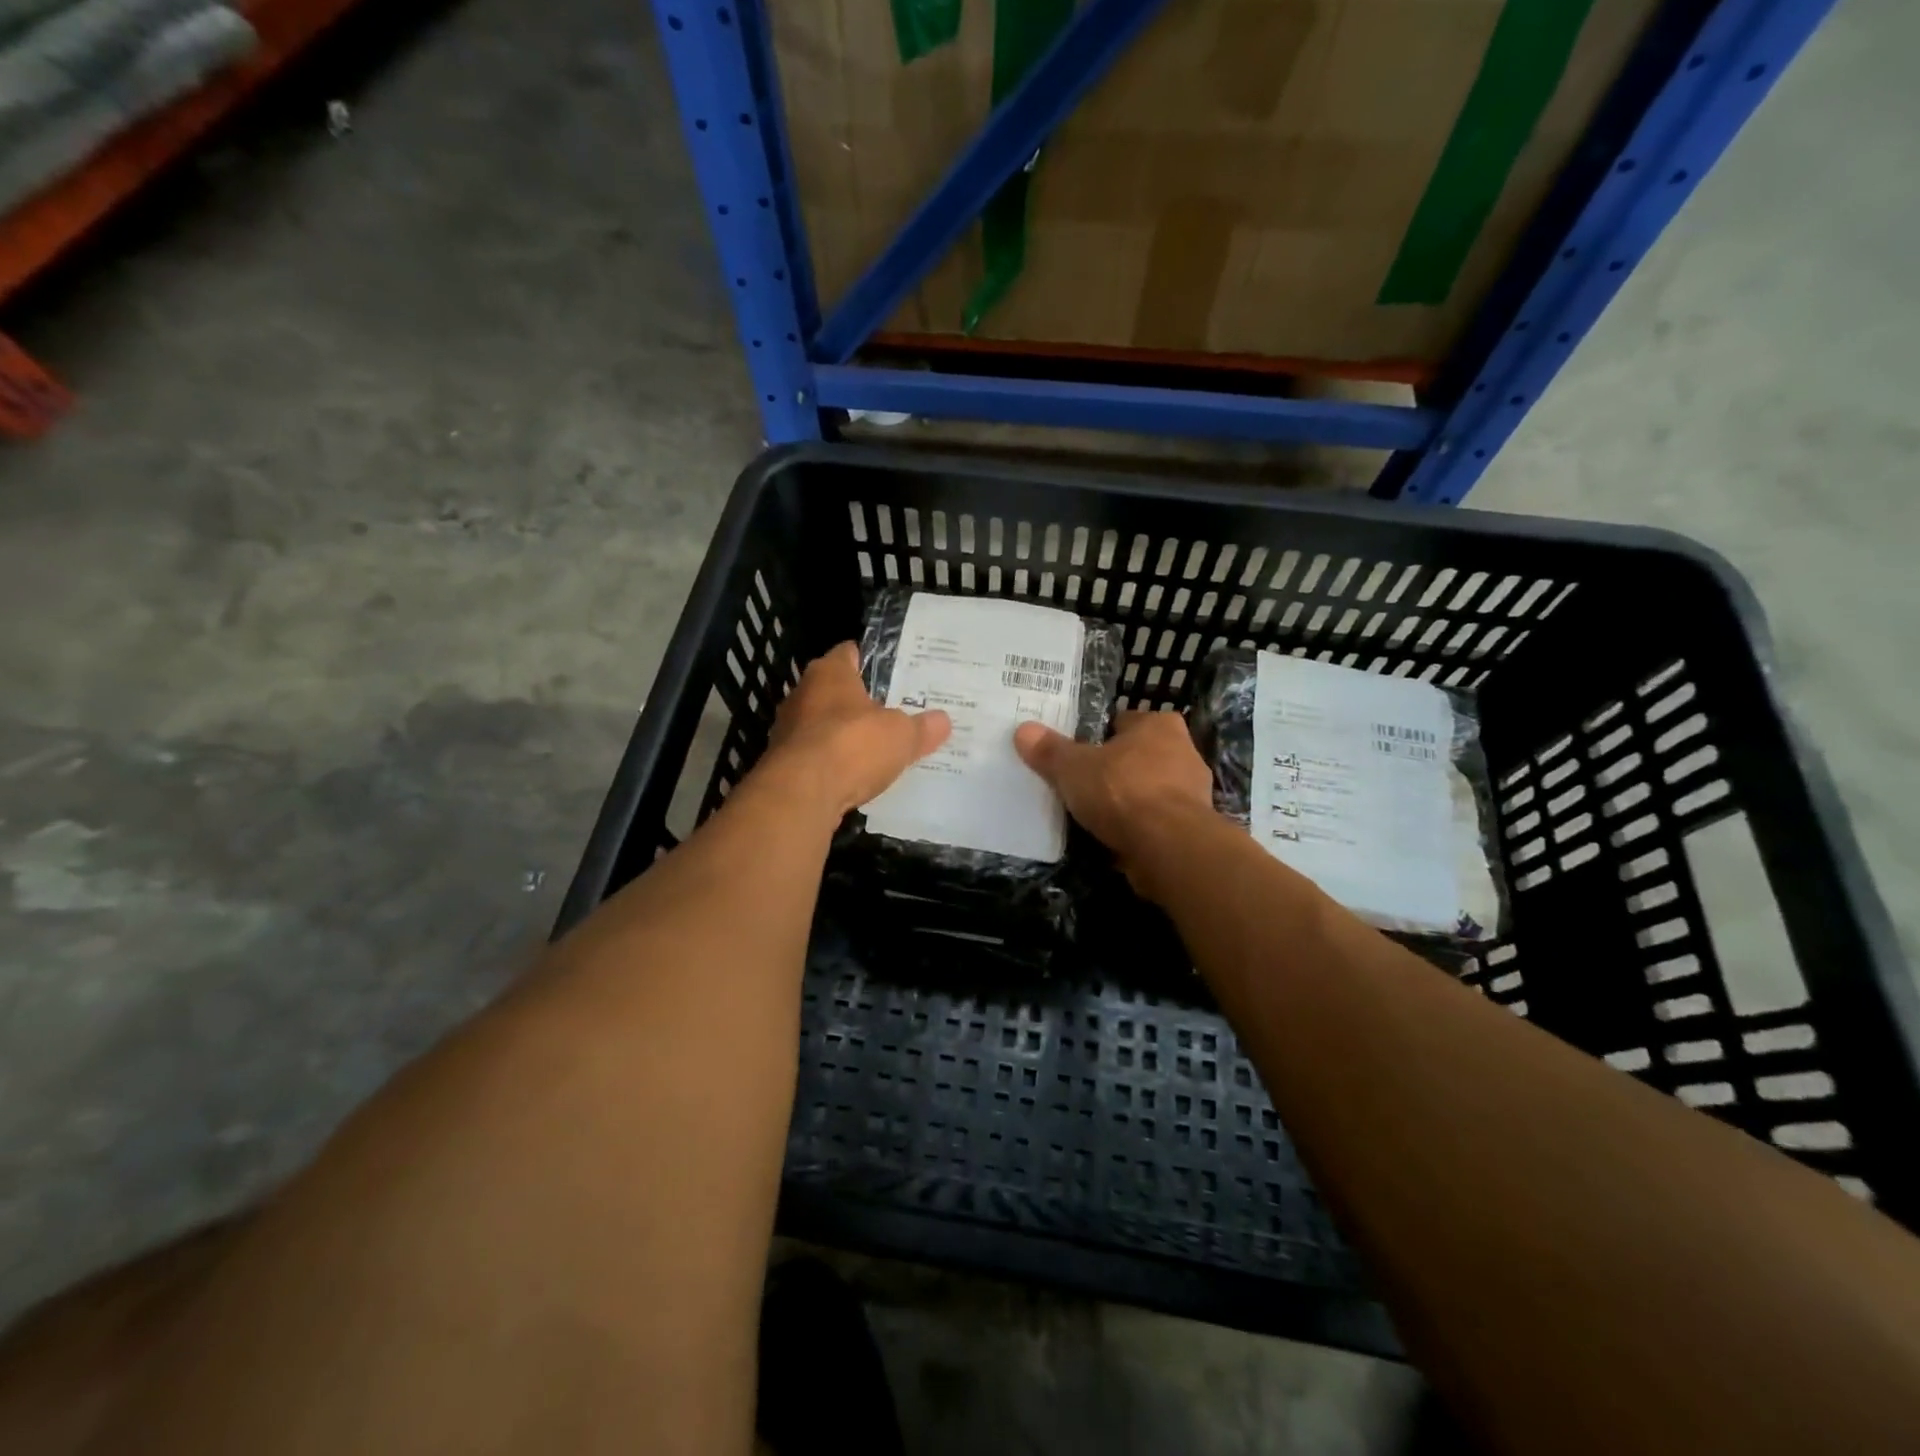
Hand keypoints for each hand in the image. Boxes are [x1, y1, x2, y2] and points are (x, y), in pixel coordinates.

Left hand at [758, 643, 950, 817]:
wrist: (801, 794)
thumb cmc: (852, 745)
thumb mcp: (902, 735)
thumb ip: (922, 727)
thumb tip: (943, 721)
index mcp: (829, 672)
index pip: (850, 653)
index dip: (873, 661)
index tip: (896, 673)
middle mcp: (803, 694)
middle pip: (836, 691)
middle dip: (861, 703)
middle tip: (894, 713)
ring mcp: (788, 730)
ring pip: (824, 726)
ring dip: (846, 736)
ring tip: (878, 748)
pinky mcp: (784, 764)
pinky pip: (816, 757)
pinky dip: (834, 764)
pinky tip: (855, 777)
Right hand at [1014, 710, 1215, 896]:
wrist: (1168, 846)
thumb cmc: (1121, 791)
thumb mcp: (1073, 767)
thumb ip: (1050, 750)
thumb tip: (1023, 730)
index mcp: (1159, 725)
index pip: (1123, 722)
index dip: (1098, 736)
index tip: (1077, 752)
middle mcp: (1184, 751)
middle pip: (1138, 756)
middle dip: (1115, 769)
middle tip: (1082, 783)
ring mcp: (1193, 792)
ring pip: (1149, 790)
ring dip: (1128, 802)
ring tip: (1094, 815)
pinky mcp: (1192, 828)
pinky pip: (1156, 821)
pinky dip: (1138, 828)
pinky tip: (1114, 839)